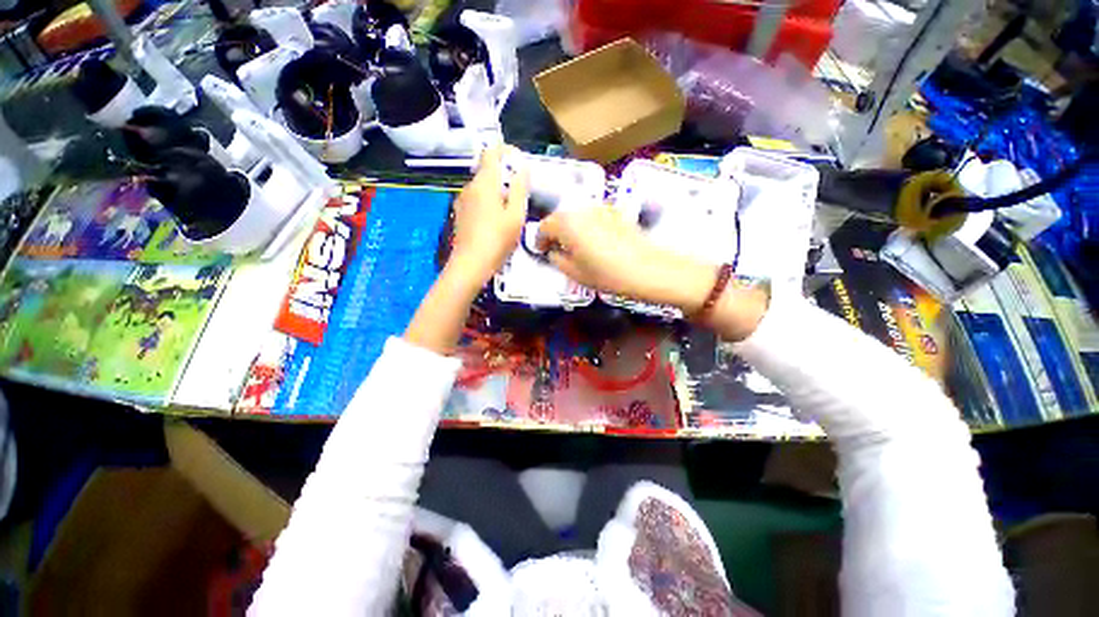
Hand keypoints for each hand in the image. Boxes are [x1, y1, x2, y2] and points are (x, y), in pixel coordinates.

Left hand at [448, 144, 528, 288]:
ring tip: (510, 211)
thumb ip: (519, 189)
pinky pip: (476, 200)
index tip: (520, 163)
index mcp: (484, 183)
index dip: (506, 152)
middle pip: (487, 171)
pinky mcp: (460, 214)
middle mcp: (469, 187)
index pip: (491, 153)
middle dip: (505, 176)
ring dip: (497, 191)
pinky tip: (496, 221)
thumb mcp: (515, 215)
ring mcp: (462, 201)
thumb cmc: (497, 240)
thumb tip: (522, 169)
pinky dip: (488, 202)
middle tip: (521, 194)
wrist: (470, 265)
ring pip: (482, 187)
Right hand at [536, 206, 768, 339]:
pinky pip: (592, 216)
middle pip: (560, 218)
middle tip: (557, 250)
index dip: (540, 240)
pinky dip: (587, 226)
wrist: (648, 269)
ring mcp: (600, 208)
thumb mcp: (575, 273)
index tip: (542, 252)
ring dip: (571, 228)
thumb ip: (557, 259)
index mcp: (567, 223)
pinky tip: (594, 242)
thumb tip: (553, 251)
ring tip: (575, 247)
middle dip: (555, 232)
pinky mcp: (616, 212)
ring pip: (577, 215)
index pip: (545, 226)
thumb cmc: (607, 274)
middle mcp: (581, 210)